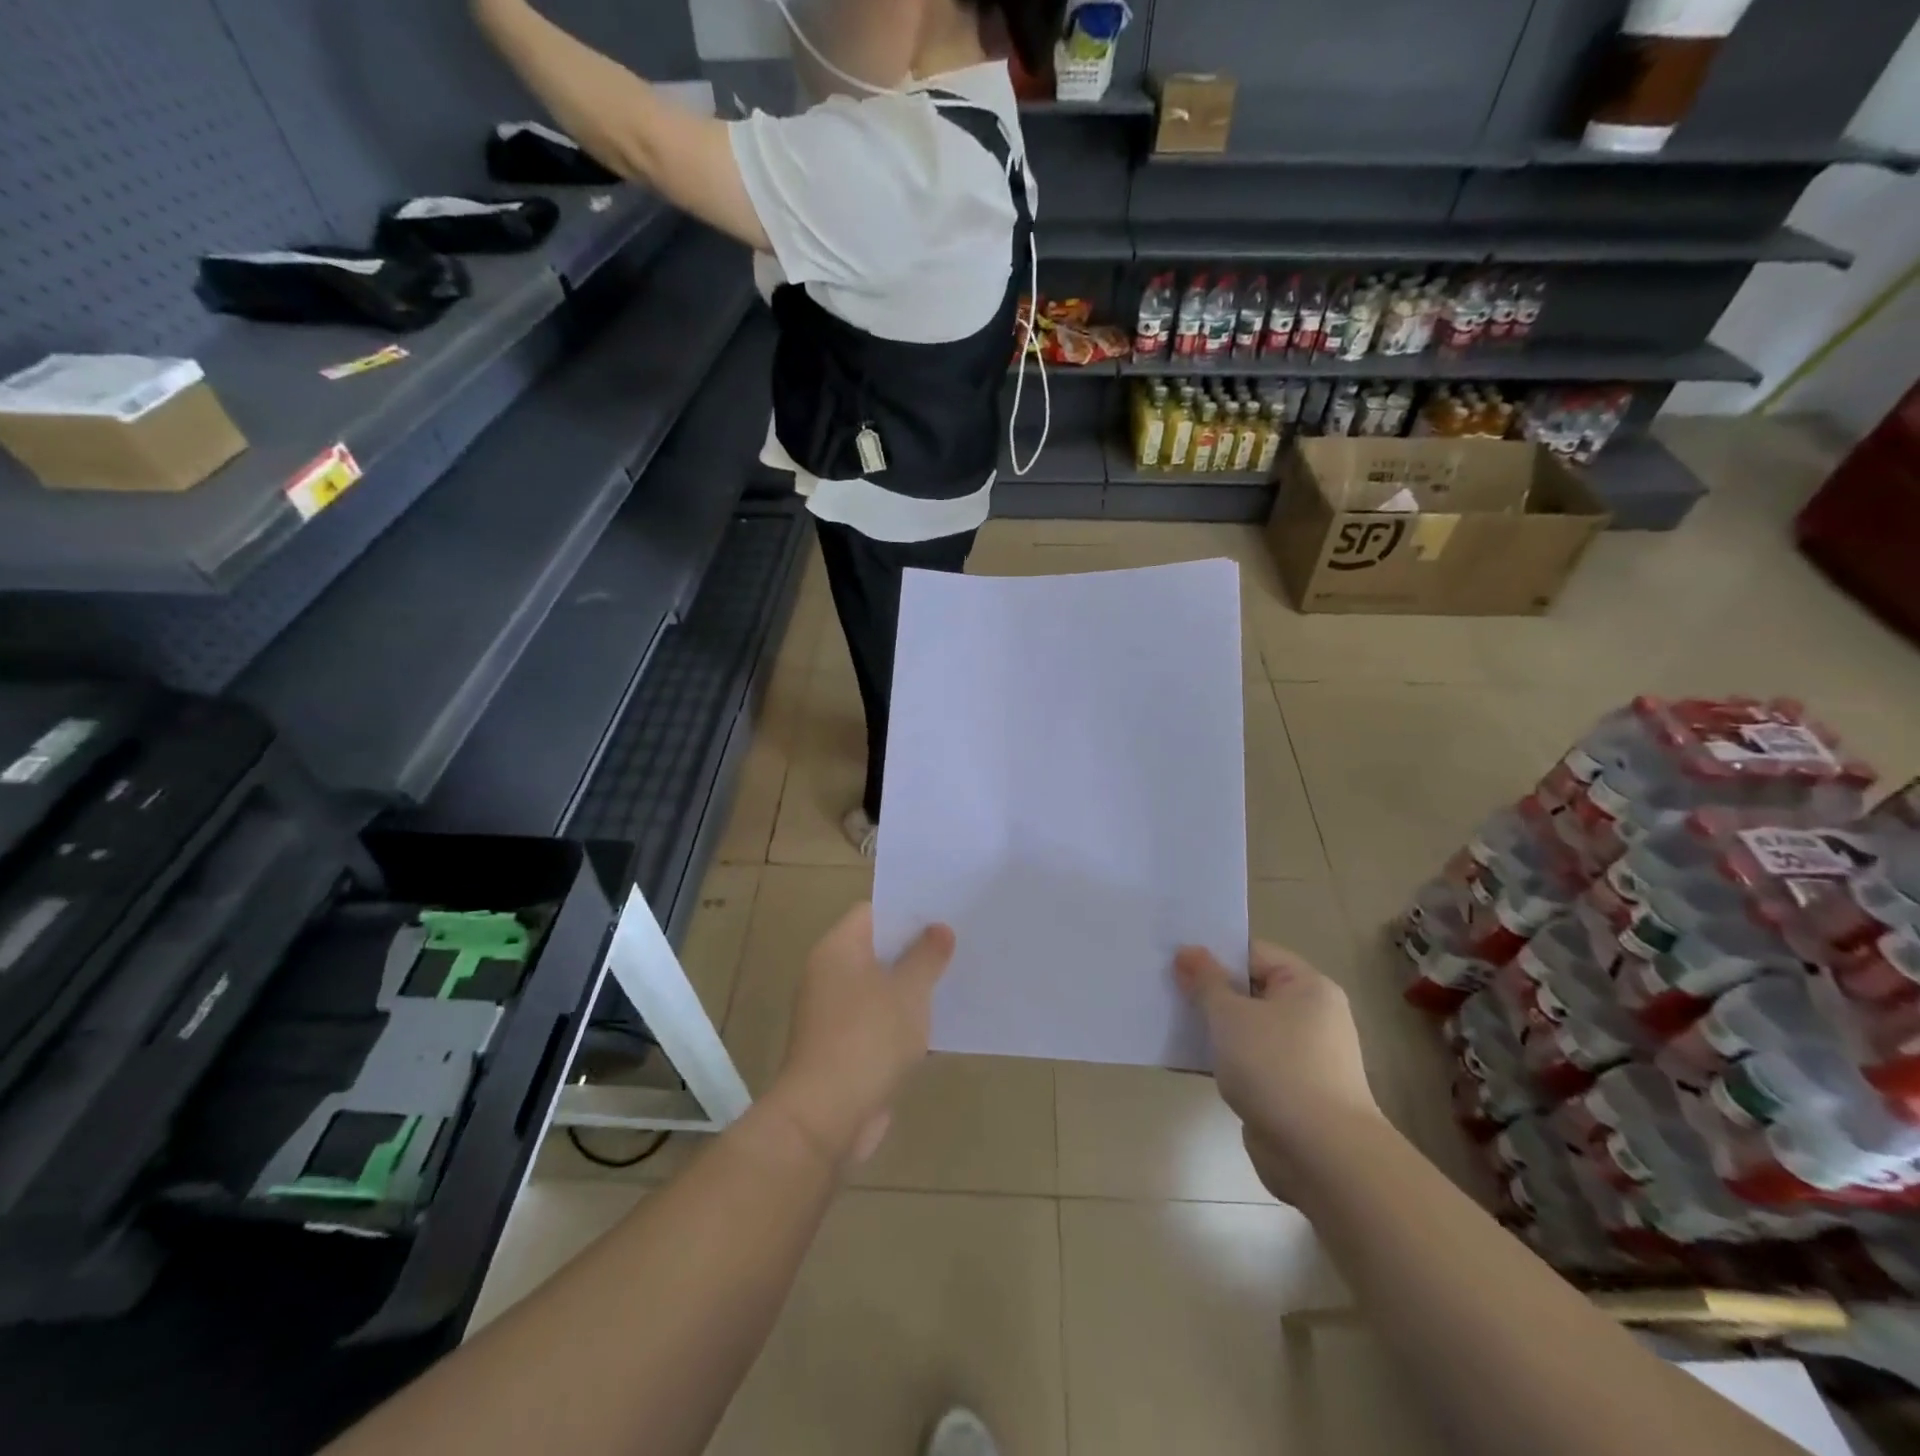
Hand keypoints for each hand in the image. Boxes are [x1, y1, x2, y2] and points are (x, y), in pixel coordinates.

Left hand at [766, 903, 954, 1167]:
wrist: (826, 1117)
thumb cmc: (868, 1039)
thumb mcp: (908, 991)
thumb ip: (926, 956)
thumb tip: (939, 928)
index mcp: (838, 949)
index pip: (872, 912)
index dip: (907, 910)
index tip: (943, 912)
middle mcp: (829, 974)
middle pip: (876, 949)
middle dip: (915, 948)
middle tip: (958, 943)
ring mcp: (833, 1013)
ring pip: (879, 987)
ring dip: (910, 987)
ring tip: (955, 979)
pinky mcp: (842, 1047)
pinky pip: (877, 1020)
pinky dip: (901, 1019)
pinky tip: (936, 1024)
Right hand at [1176, 940, 1384, 1199]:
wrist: (1322, 1157)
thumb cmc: (1276, 1068)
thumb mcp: (1230, 1016)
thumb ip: (1205, 981)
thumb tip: (1188, 951)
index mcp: (1307, 986)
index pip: (1253, 954)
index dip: (1213, 953)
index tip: (1173, 958)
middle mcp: (1311, 1015)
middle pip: (1249, 990)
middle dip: (1207, 991)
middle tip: (1163, 986)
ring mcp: (1302, 1056)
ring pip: (1246, 1028)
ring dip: (1211, 1027)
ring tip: (1166, 1019)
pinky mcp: (1290, 1090)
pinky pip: (1248, 1061)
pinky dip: (1221, 1058)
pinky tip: (1184, 1059)